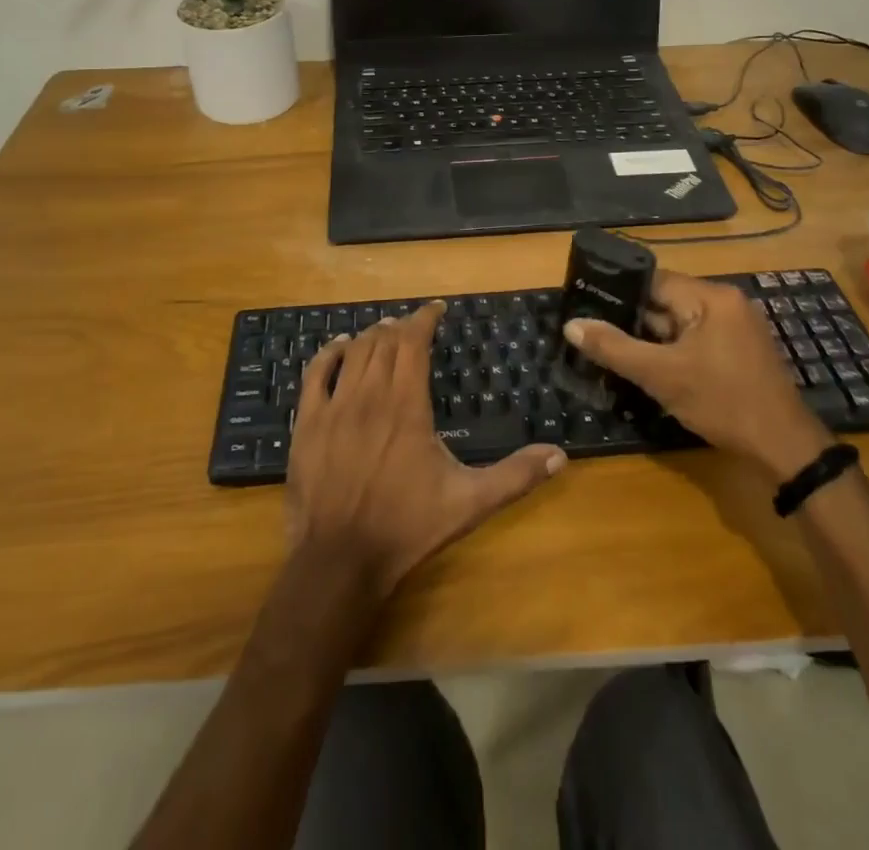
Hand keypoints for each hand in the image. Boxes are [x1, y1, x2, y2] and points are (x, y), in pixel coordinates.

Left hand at [285, 302, 565, 596]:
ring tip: (385, 331)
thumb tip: (560, 455)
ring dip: (371, 336)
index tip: (437, 309)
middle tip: (415, 326)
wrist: (340, 559)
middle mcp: (370, 395)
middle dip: (401, 327)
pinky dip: (329, 353)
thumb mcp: (469, 503)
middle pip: (384, 342)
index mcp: (407, 405)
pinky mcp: (307, 422)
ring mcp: (335, 406)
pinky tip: (339, 347)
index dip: (425, 319)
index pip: (414, 342)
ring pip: (354, 353)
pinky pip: (316, 373)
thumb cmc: (407, 527)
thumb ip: (515, 476)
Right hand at [562, 271, 833, 481]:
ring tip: (612, 350)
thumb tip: (571, 325)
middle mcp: (725, 302)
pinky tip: (649, 368)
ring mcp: (735, 327)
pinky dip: (672, 351)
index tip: (586, 303)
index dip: (618, 292)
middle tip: (594, 333)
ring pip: (679, 323)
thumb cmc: (722, 402)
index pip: (653, 280)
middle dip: (632, 320)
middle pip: (665, 301)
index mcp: (711, 296)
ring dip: (651, 339)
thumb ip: (613, 347)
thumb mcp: (660, 375)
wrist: (783, 448)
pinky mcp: (738, 350)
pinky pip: (695, 339)